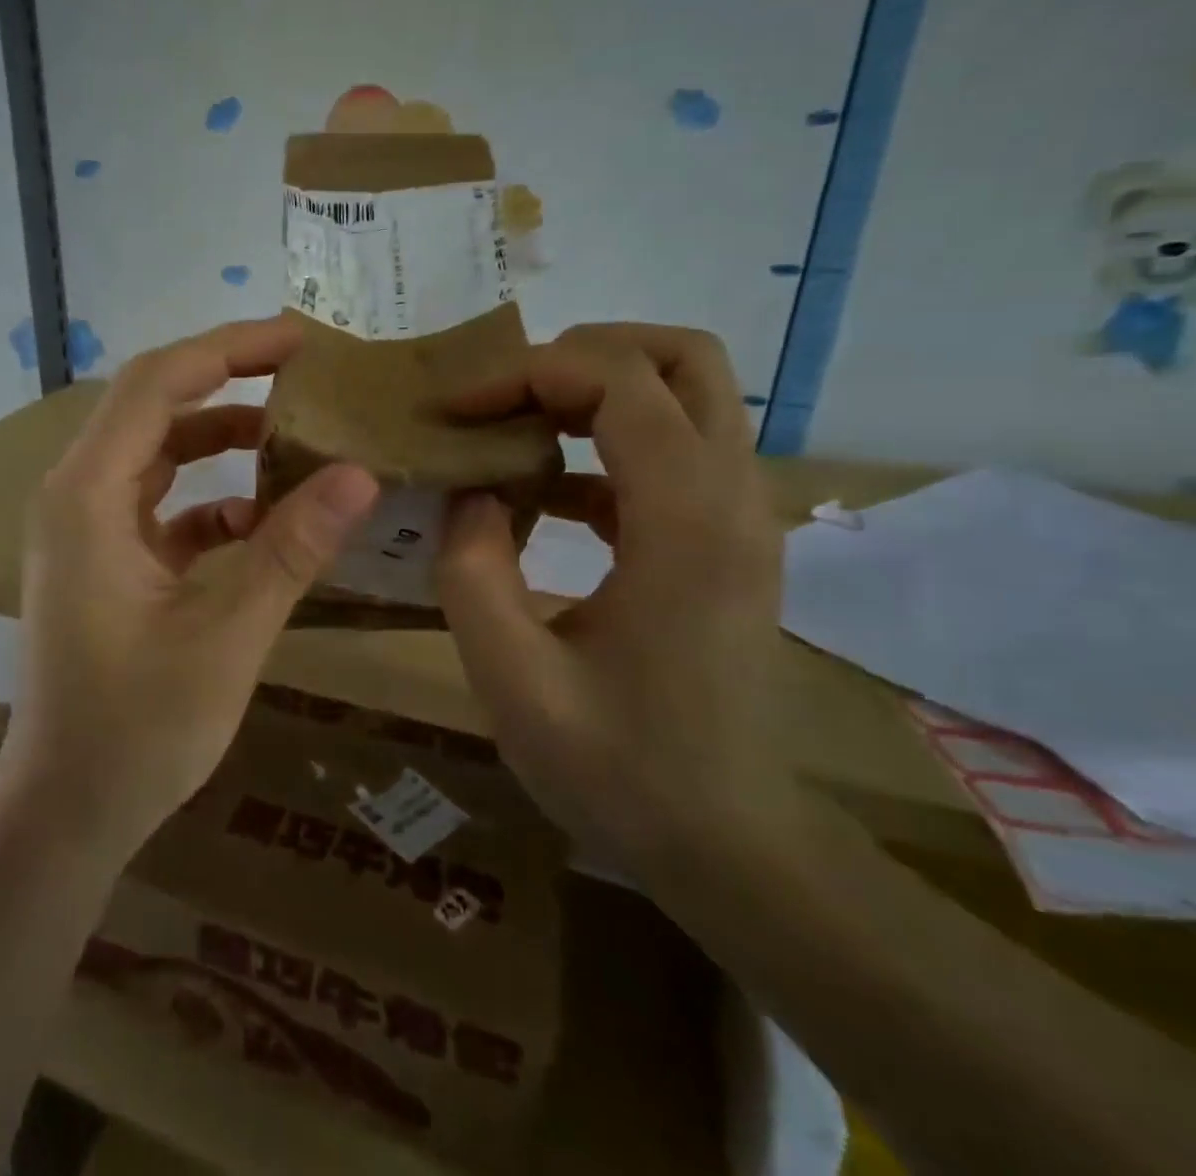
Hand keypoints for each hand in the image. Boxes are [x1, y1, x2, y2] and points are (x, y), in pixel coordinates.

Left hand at [3, 317, 379, 861]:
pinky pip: (159, 507)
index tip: (299, 339)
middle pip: (153, 407)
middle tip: (306, 375)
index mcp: (88, 496)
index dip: (229, 349)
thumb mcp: (226, 635)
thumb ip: (290, 549)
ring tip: (294, 437)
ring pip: (157, 455)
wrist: (66, 813)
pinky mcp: (103, 562)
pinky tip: (262, 525)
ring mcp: (86, 530)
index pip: (158, 384)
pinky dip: (210, 502)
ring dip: (220, 440)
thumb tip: (360, 475)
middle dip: (228, 382)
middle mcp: (76, 496)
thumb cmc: (136, 730)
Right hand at [433, 324, 791, 871]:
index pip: (620, 382)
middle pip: (681, 357)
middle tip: (503, 396)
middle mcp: (731, 498)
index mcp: (686, 524)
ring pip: (685, 392)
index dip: (527, 375)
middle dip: (580, 355)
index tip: (457, 410)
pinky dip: (604, 441)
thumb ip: (472, 569)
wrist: (726, 841)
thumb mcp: (512, 677)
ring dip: (593, 390)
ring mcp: (738, 515)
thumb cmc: (618, 768)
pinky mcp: (722, 538)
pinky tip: (543, 493)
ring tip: (512, 431)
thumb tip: (465, 490)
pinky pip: (669, 449)